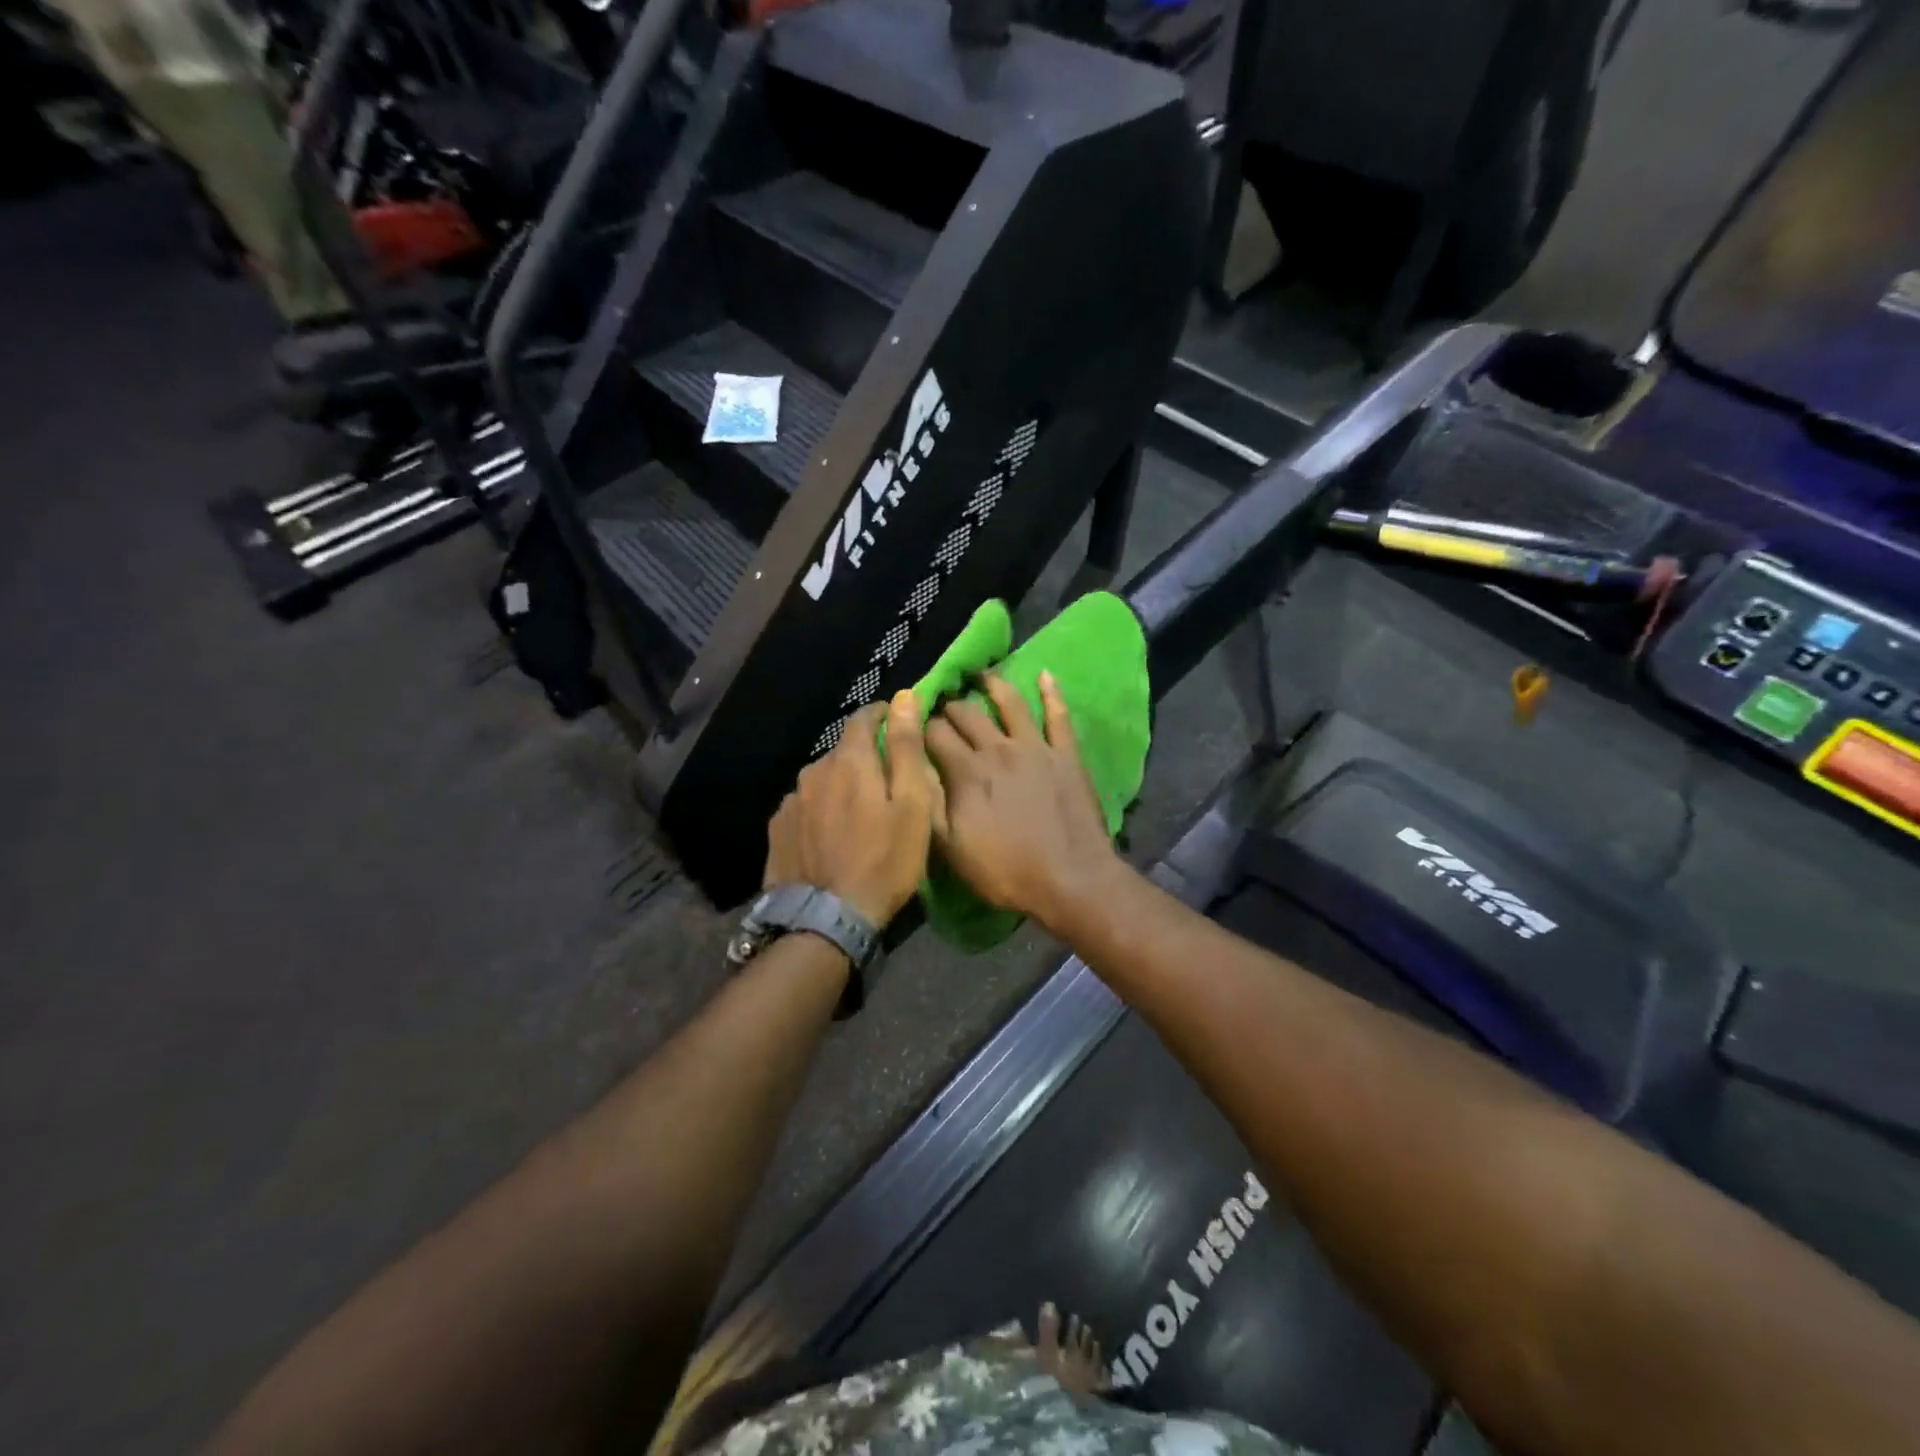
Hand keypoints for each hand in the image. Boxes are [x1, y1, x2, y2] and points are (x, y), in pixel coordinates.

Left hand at [763, 692, 940, 925]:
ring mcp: (791, 801)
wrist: (826, 920)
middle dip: (864, 757)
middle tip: (885, 784)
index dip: (883, 716)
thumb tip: (903, 697)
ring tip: (858, 815)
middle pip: (842, 751)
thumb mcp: (912, 804)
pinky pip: (804, 807)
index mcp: (849, 761)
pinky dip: (820, 811)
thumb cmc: (884, 860)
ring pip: (822, 780)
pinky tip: (830, 836)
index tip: (897, 723)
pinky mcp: (777, 829)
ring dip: (840, 786)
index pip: (863, 718)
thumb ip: (906, 748)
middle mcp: (813, 771)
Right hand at [925, 672, 1124, 932]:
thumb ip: (928, 805)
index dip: (919, 727)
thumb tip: (913, 769)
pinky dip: (1052, 693)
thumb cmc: (1005, 872)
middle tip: (942, 705)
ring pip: (1010, 704)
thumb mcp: (951, 850)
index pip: (934, 735)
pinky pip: (1059, 716)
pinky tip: (1046, 675)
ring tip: (981, 675)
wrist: (1071, 880)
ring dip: (993, 685)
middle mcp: (997, 749)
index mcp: (966, 772)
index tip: (912, 725)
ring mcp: (1035, 748)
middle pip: (967, 715)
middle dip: (949, 707)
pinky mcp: (1066, 755)